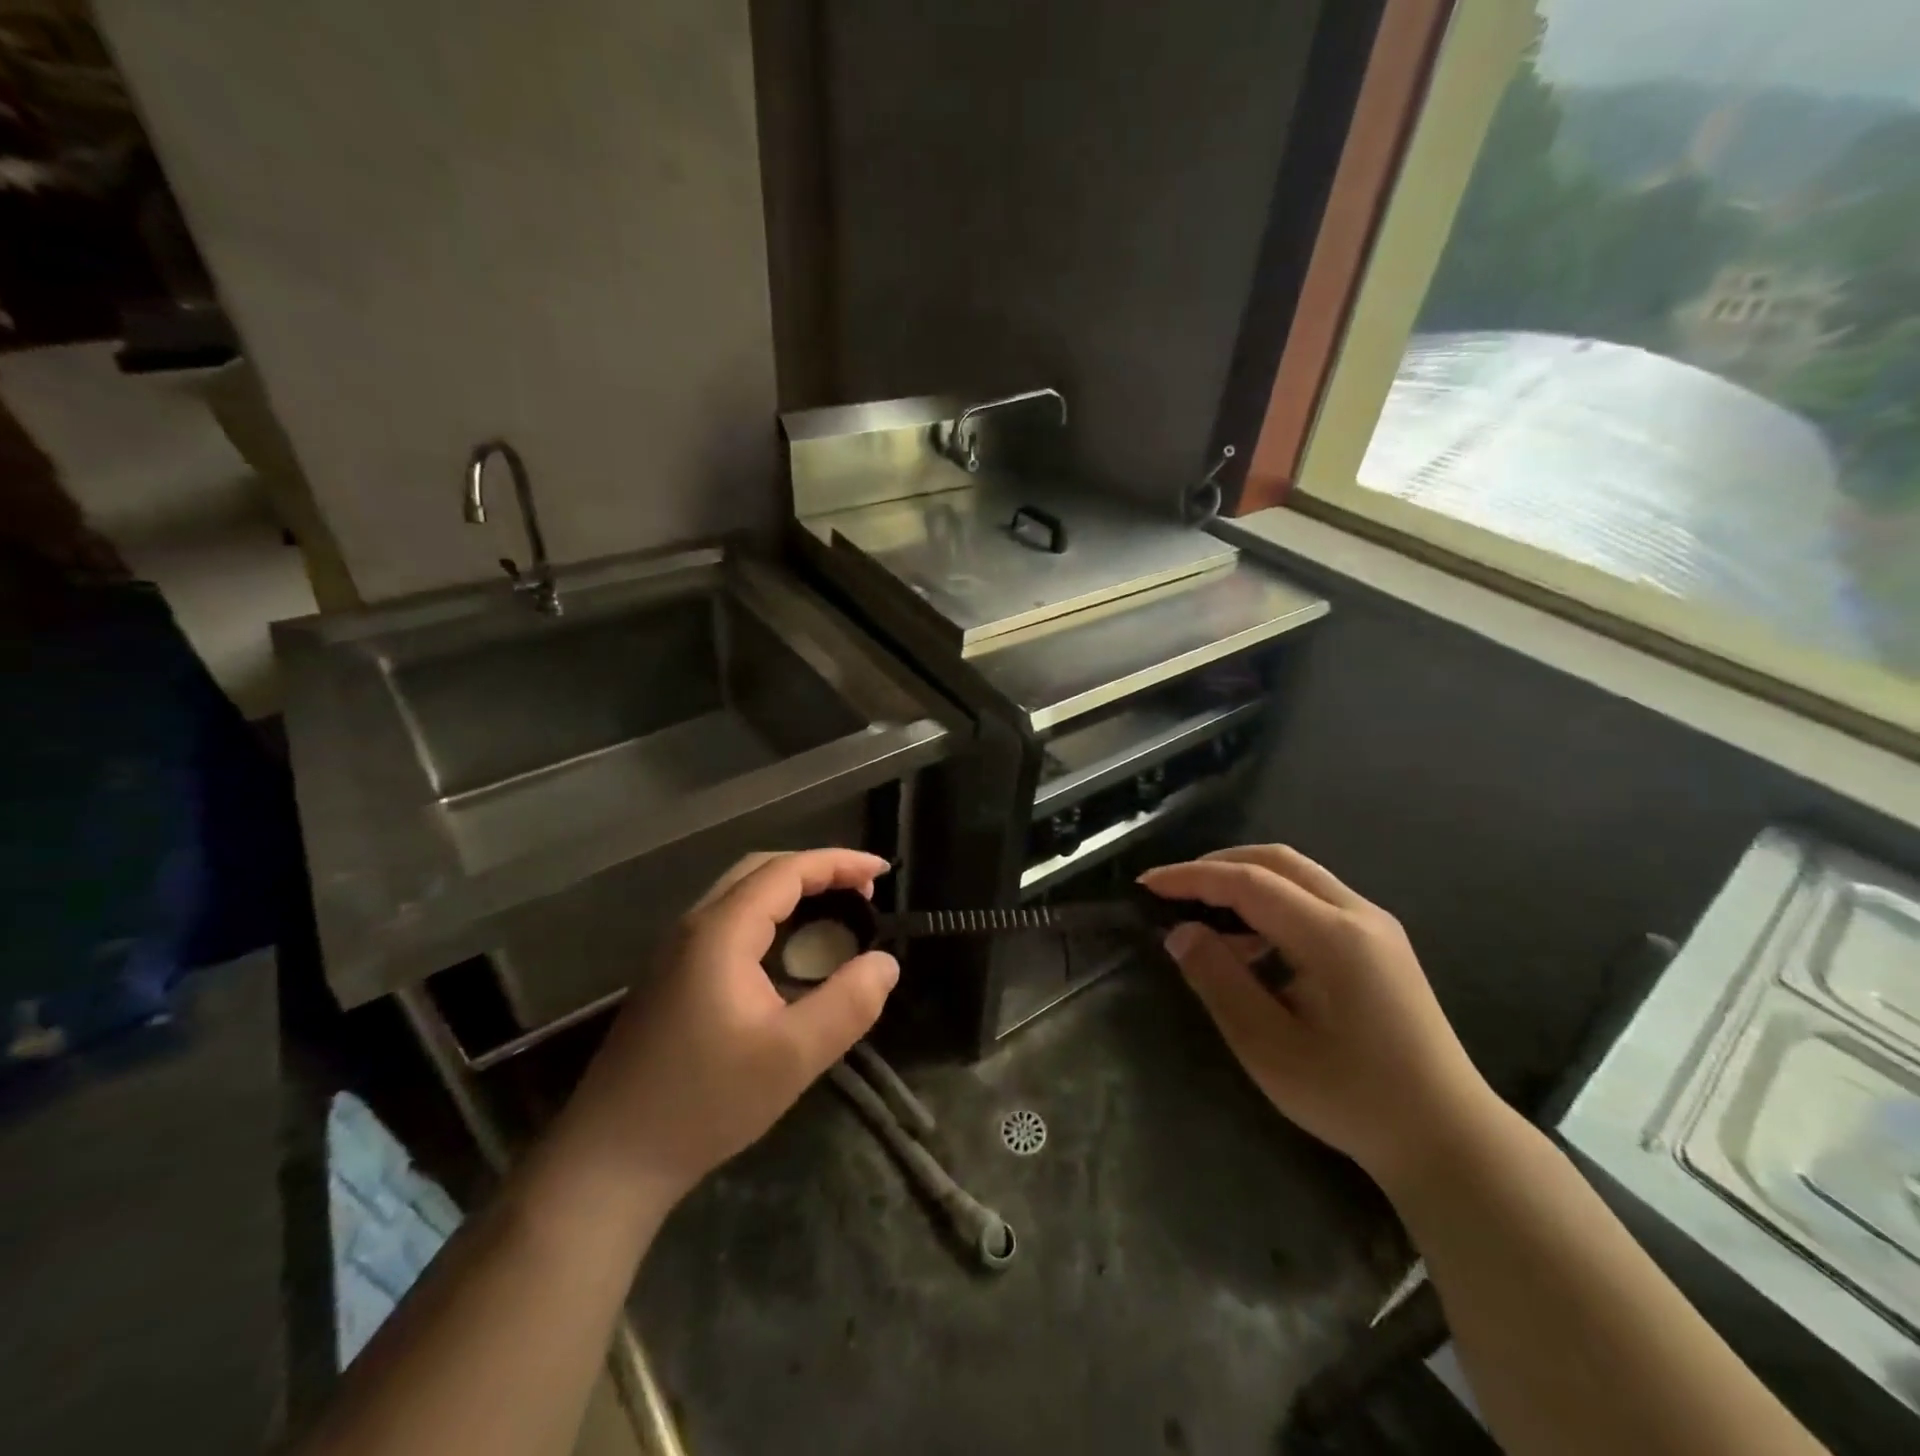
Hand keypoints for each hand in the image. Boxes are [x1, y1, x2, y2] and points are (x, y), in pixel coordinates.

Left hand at [560, 849, 898, 1206]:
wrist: (610, 1159)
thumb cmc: (703, 1103)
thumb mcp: (791, 1058)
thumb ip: (847, 1005)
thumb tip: (886, 963)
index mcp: (720, 932)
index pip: (786, 872)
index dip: (838, 863)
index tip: (882, 872)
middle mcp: (694, 927)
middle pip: (760, 870)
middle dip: (817, 869)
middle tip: (863, 891)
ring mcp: (676, 951)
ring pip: (741, 893)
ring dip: (792, 890)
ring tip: (836, 912)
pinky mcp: (671, 976)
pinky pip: (729, 920)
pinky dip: (771, 914)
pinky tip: (790, 949)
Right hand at [1139, 845, 1498, 1190]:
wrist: (1448, 1138)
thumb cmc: (1353, 1097)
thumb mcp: (1269, 1046)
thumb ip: (1220, 980)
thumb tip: (1181, 932)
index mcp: (1334, 936)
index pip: (1248, 882)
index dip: (1191, 877)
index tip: (1146, 884)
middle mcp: (1359, 914)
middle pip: (1277, 860)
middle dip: (1218, 865)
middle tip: (1173, 889)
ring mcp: (1376, 927)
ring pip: (1298, 875)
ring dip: (1245, 883)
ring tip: (1205, 919)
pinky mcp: (1380, 944)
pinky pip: (1315, 900)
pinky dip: (1272, 904)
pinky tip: (1252, 946)